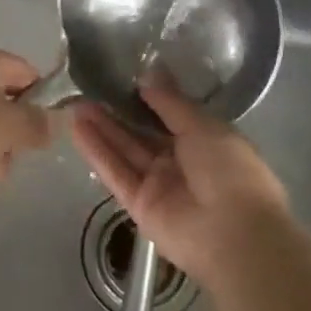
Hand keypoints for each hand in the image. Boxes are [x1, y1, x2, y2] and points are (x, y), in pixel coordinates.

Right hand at [71, 78, 291, 284]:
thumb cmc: (230, 171)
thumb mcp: (204, 126)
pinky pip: (116, 173)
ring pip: (125, 150)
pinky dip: (97, 152)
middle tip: (89, 86)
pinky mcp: (139, 205)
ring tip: (75, 102)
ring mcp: (158, 184)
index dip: (146, 97)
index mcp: (204, 141)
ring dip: (101, 127)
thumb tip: (148, 75)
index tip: (122, 75)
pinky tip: (76, 128)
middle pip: (142, 132)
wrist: (235, 235)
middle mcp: (180, 162)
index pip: (169, 114)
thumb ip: (172, 102)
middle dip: (117, 110)